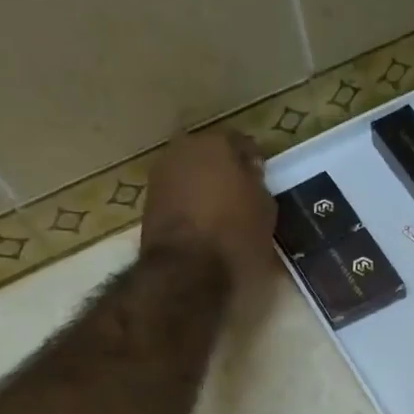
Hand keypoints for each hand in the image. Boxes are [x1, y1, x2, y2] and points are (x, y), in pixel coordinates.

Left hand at [141, 129, 275, 290]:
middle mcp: (183, 149)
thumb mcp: (265, 210)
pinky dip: (189, 203)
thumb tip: (248, 173)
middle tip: (241, 193)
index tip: (261, 178)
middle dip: (224, 169)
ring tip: (221, 211)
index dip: (253, 161)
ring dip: (203, 186)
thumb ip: (257, 183)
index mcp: (216, 144)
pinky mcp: (148, 201)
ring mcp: (161, 174)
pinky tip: (203, 223)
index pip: (241, 142)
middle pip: (210, 154)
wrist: (187, 270)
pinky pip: (177, 194)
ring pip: (190, 173)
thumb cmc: (235, 235)